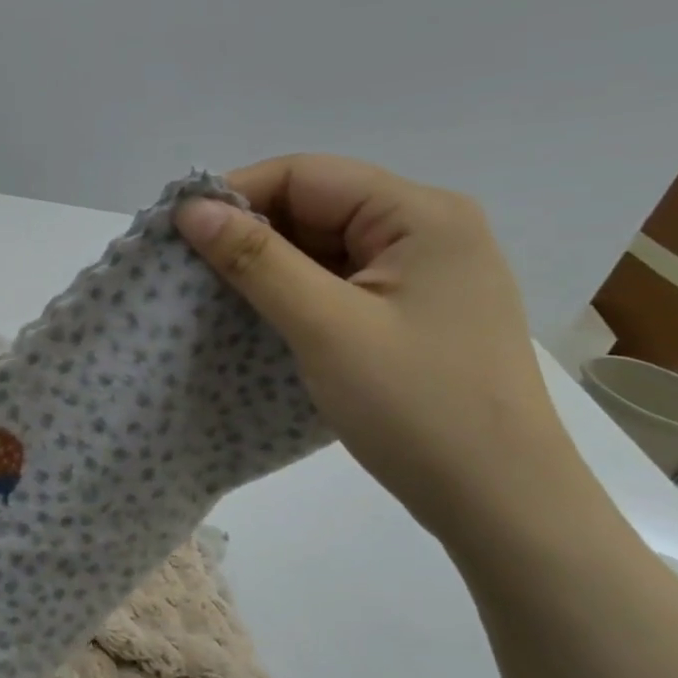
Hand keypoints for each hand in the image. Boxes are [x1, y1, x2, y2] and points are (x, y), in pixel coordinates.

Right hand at [176, 154, 583, 539]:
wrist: (500, 502)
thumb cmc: (417, 407)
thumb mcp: (325, 327)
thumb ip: (255, 260)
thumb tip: (190, 208)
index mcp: (421, 214)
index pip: (306, 174)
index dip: (236, 194)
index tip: (178, 233)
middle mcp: (428, 228)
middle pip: (315, 204)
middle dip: (249, 231)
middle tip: (189, 269)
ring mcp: (424, 271)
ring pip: (322, 244)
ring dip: (267, 264)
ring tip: (214, 294)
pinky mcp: (412, 308)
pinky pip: (337, 279)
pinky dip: (293, 290)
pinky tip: (260, 315)